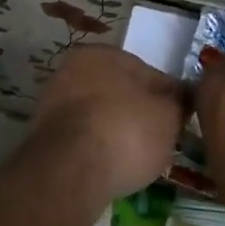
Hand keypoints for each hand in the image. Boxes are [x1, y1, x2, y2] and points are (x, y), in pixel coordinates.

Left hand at [26, 46, 187, 203]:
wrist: (71, 171)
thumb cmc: (126, 131)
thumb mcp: (168, 115)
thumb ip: (177, 102)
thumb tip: (181, 98)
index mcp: (102, 54)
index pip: (149, 73)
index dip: (170, 98)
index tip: (181, 121)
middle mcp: (71, 71)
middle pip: (119, 94)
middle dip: (138, 114)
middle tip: (160, 141)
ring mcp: (52, 104)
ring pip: (98, 116)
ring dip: (116, 132)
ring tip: (136, 158)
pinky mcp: (43, 137)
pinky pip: (81, 138)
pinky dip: (96, 149)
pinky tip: (110, 166)